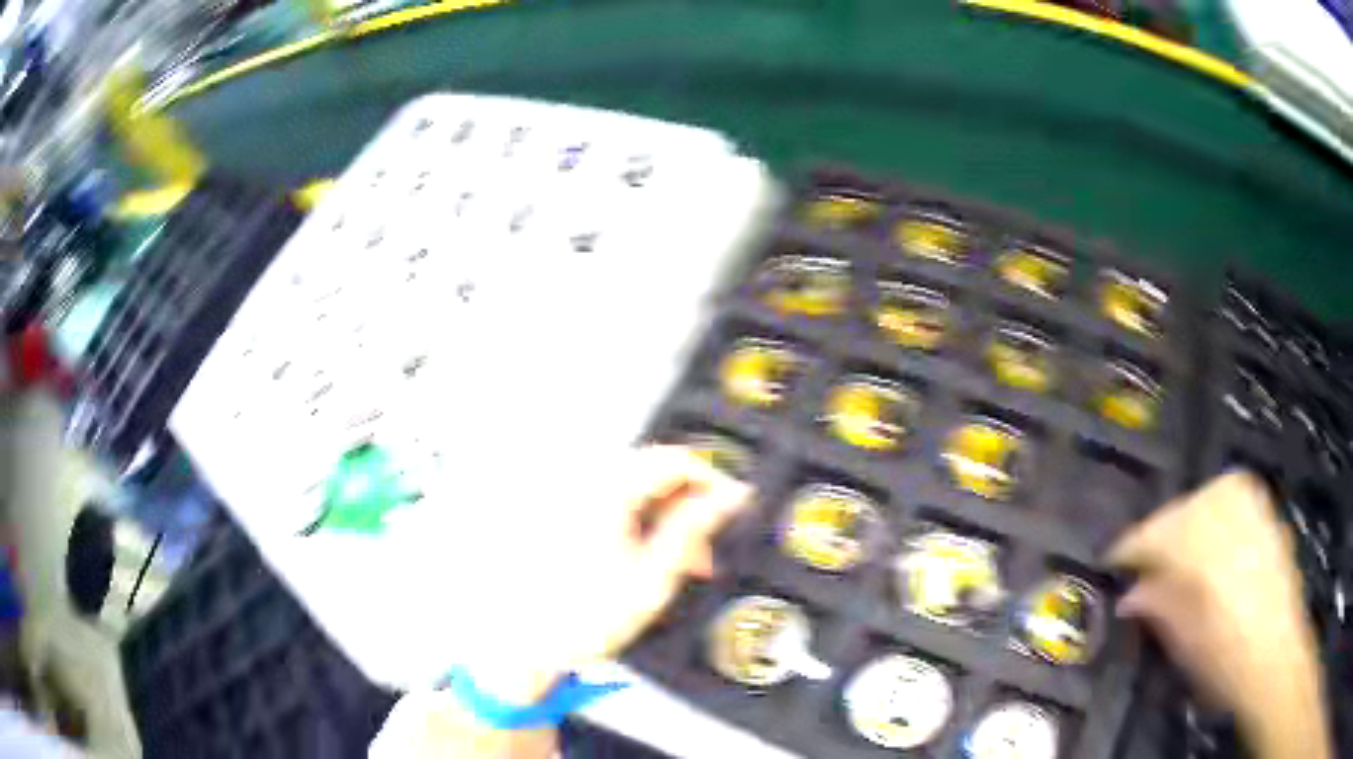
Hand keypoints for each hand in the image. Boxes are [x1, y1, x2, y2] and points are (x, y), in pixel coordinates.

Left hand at [457, 445, 751, 704]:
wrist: (526, 642)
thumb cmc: (583, 617)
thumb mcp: (652, 578)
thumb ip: (692, 530)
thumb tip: (728, 498)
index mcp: (606, 490)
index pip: (674, 459)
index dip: (712, 480)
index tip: (735, 508)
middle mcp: (583, 482)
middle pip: (654, 473)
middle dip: (688, 509)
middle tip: (703, 554)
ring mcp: (569, 496)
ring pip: (637, 491)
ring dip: (666, 521)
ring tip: (676, 566)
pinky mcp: (563, 513)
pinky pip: (614, 504)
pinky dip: (639, 525)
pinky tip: (646, 559)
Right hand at [1108, 471, 1329, 758]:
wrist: (1274, 655)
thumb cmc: (1223, 659)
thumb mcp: (1181, 643)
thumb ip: (1156, 608)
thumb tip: (1131, 594)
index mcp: (1197, 546)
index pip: (1150, 534)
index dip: (1128, 549)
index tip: (1112, 561)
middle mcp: (1225, 514)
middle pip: (1180, 509)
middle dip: (1160, 535)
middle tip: (1146, 565)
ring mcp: (1250, 509)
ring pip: (1207, 496)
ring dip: (1189, 520)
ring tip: (1180, 551)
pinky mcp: (1267, 514)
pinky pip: (1233, 499)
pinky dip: (1216, 515)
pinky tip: (1214, 540)